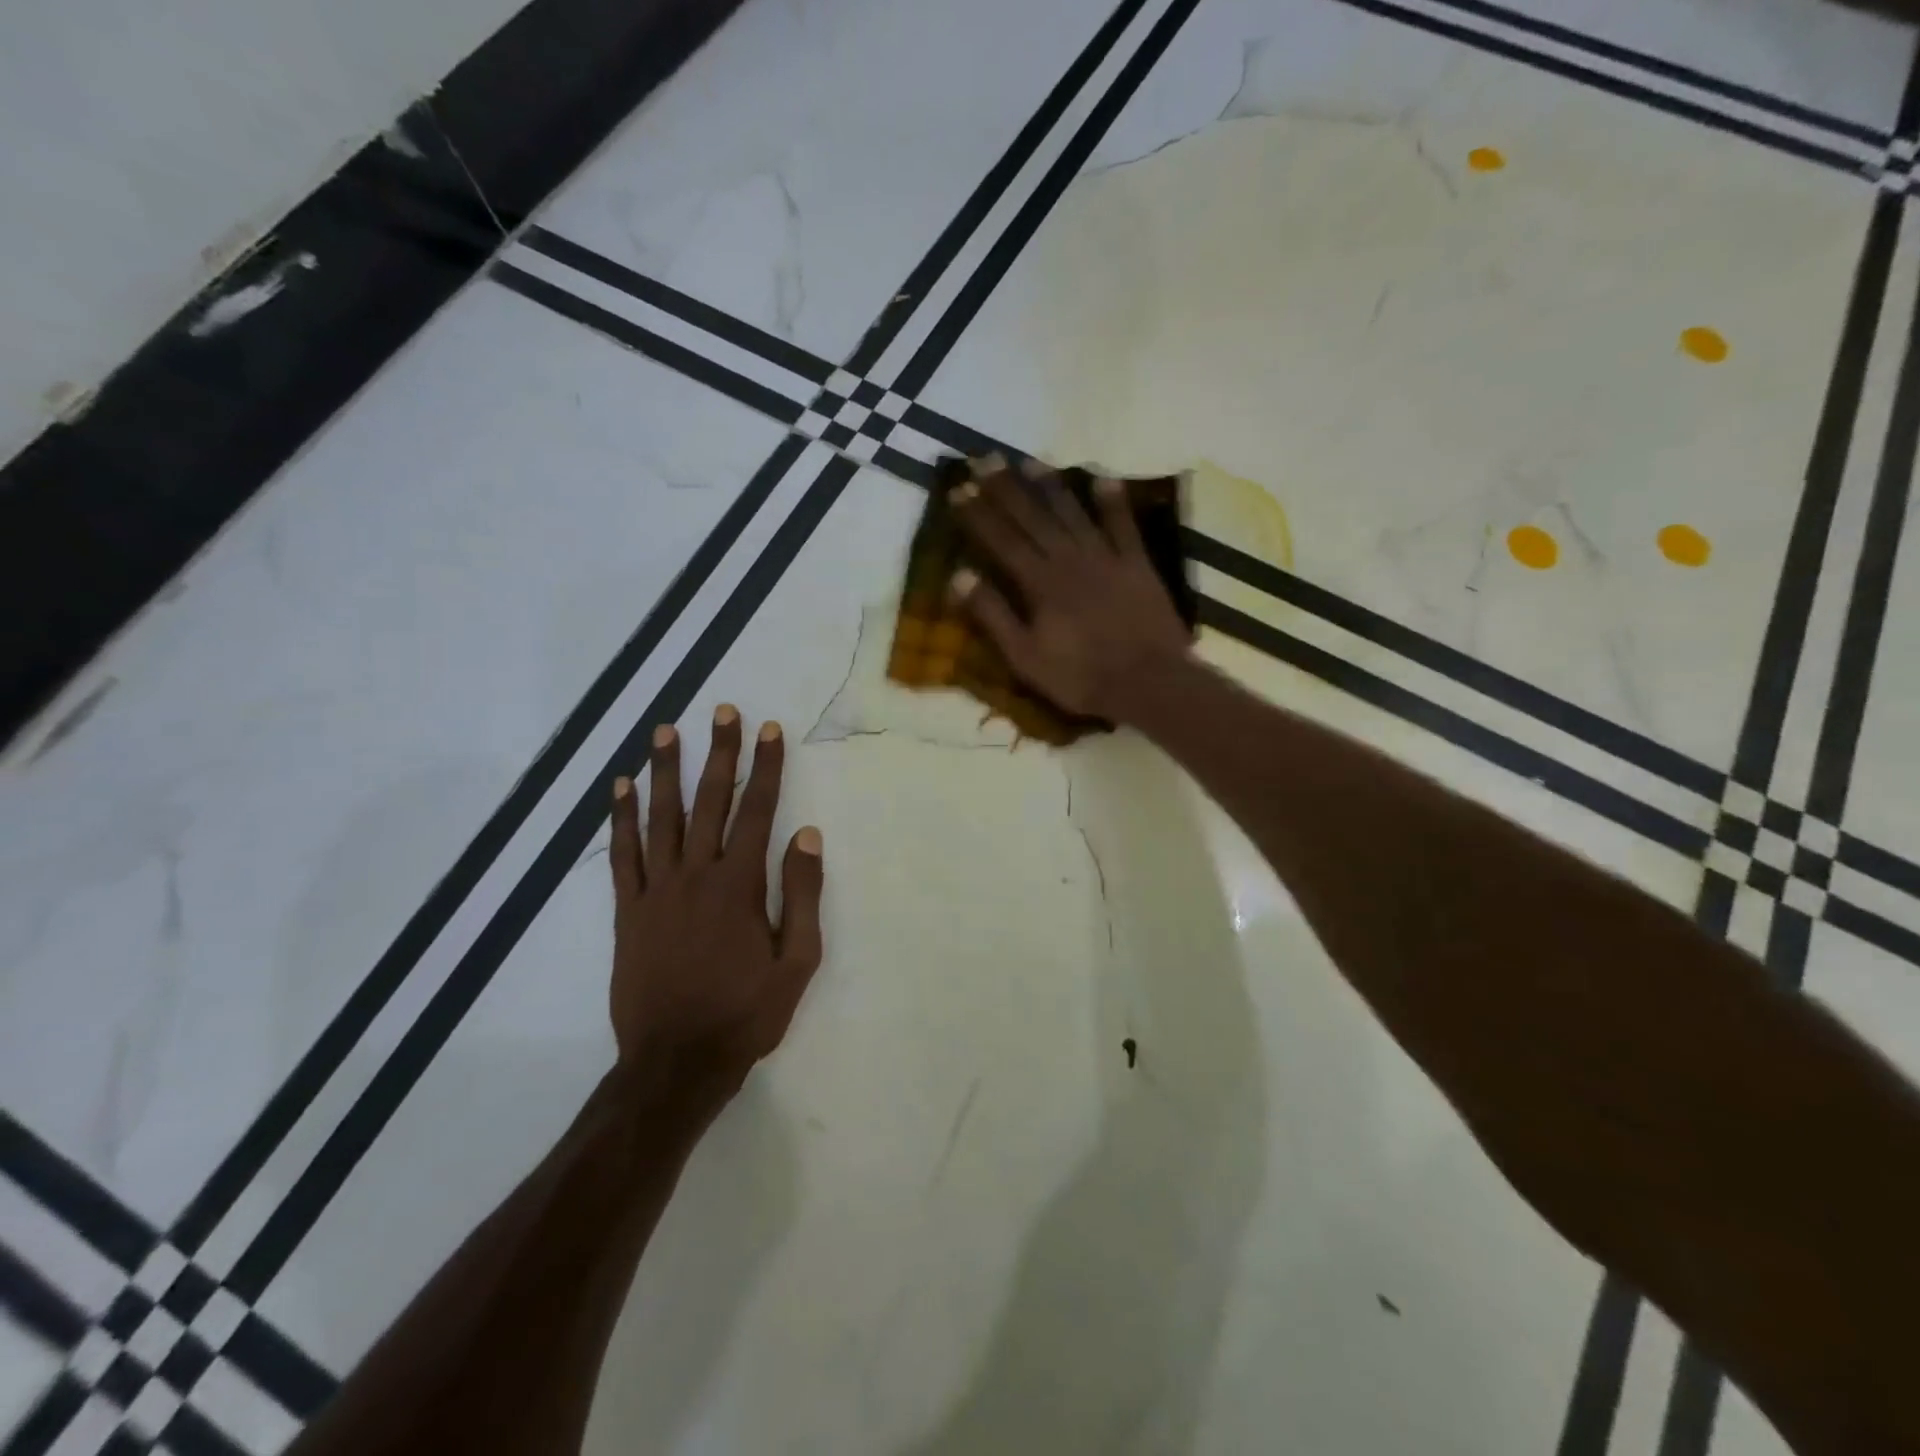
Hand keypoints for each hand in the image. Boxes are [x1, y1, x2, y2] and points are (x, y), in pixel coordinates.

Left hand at [607, 706, 824, 1107]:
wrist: (676, 1062)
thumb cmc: (745, 1014)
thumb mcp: (797, 962)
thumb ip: (801, 895)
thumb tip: (805, 835)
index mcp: (739, 886)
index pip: (757, 811)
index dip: (766, 767)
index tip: (770, 730)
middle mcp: (695, 876)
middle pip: (709, 801)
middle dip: (719, 753)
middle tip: (722, 711)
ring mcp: (655, 891)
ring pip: (660, 818)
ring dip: (665, 771)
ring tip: (665, 731)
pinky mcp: (627, 912)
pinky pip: (622, 855)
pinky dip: (621, 819)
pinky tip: (621, 788)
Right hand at [949, 456, 1192, 723]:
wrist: (1148, 683)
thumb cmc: (1080, 677)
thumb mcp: (1025, 657)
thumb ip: (992, 615)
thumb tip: (958, 576)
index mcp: (1039, 583)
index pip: (1001, 540)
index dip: (978, 514)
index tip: (958, 489)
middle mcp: (1069, 559)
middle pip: (1032, 517)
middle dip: (1005, 487)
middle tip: (985, 459)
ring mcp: (1106, 558)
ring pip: (1073, 513)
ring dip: (1050, 486)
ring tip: (1030, 462)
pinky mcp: (1138, 565)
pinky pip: (1124, 526)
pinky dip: (1113, 502)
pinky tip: (1104, 479)